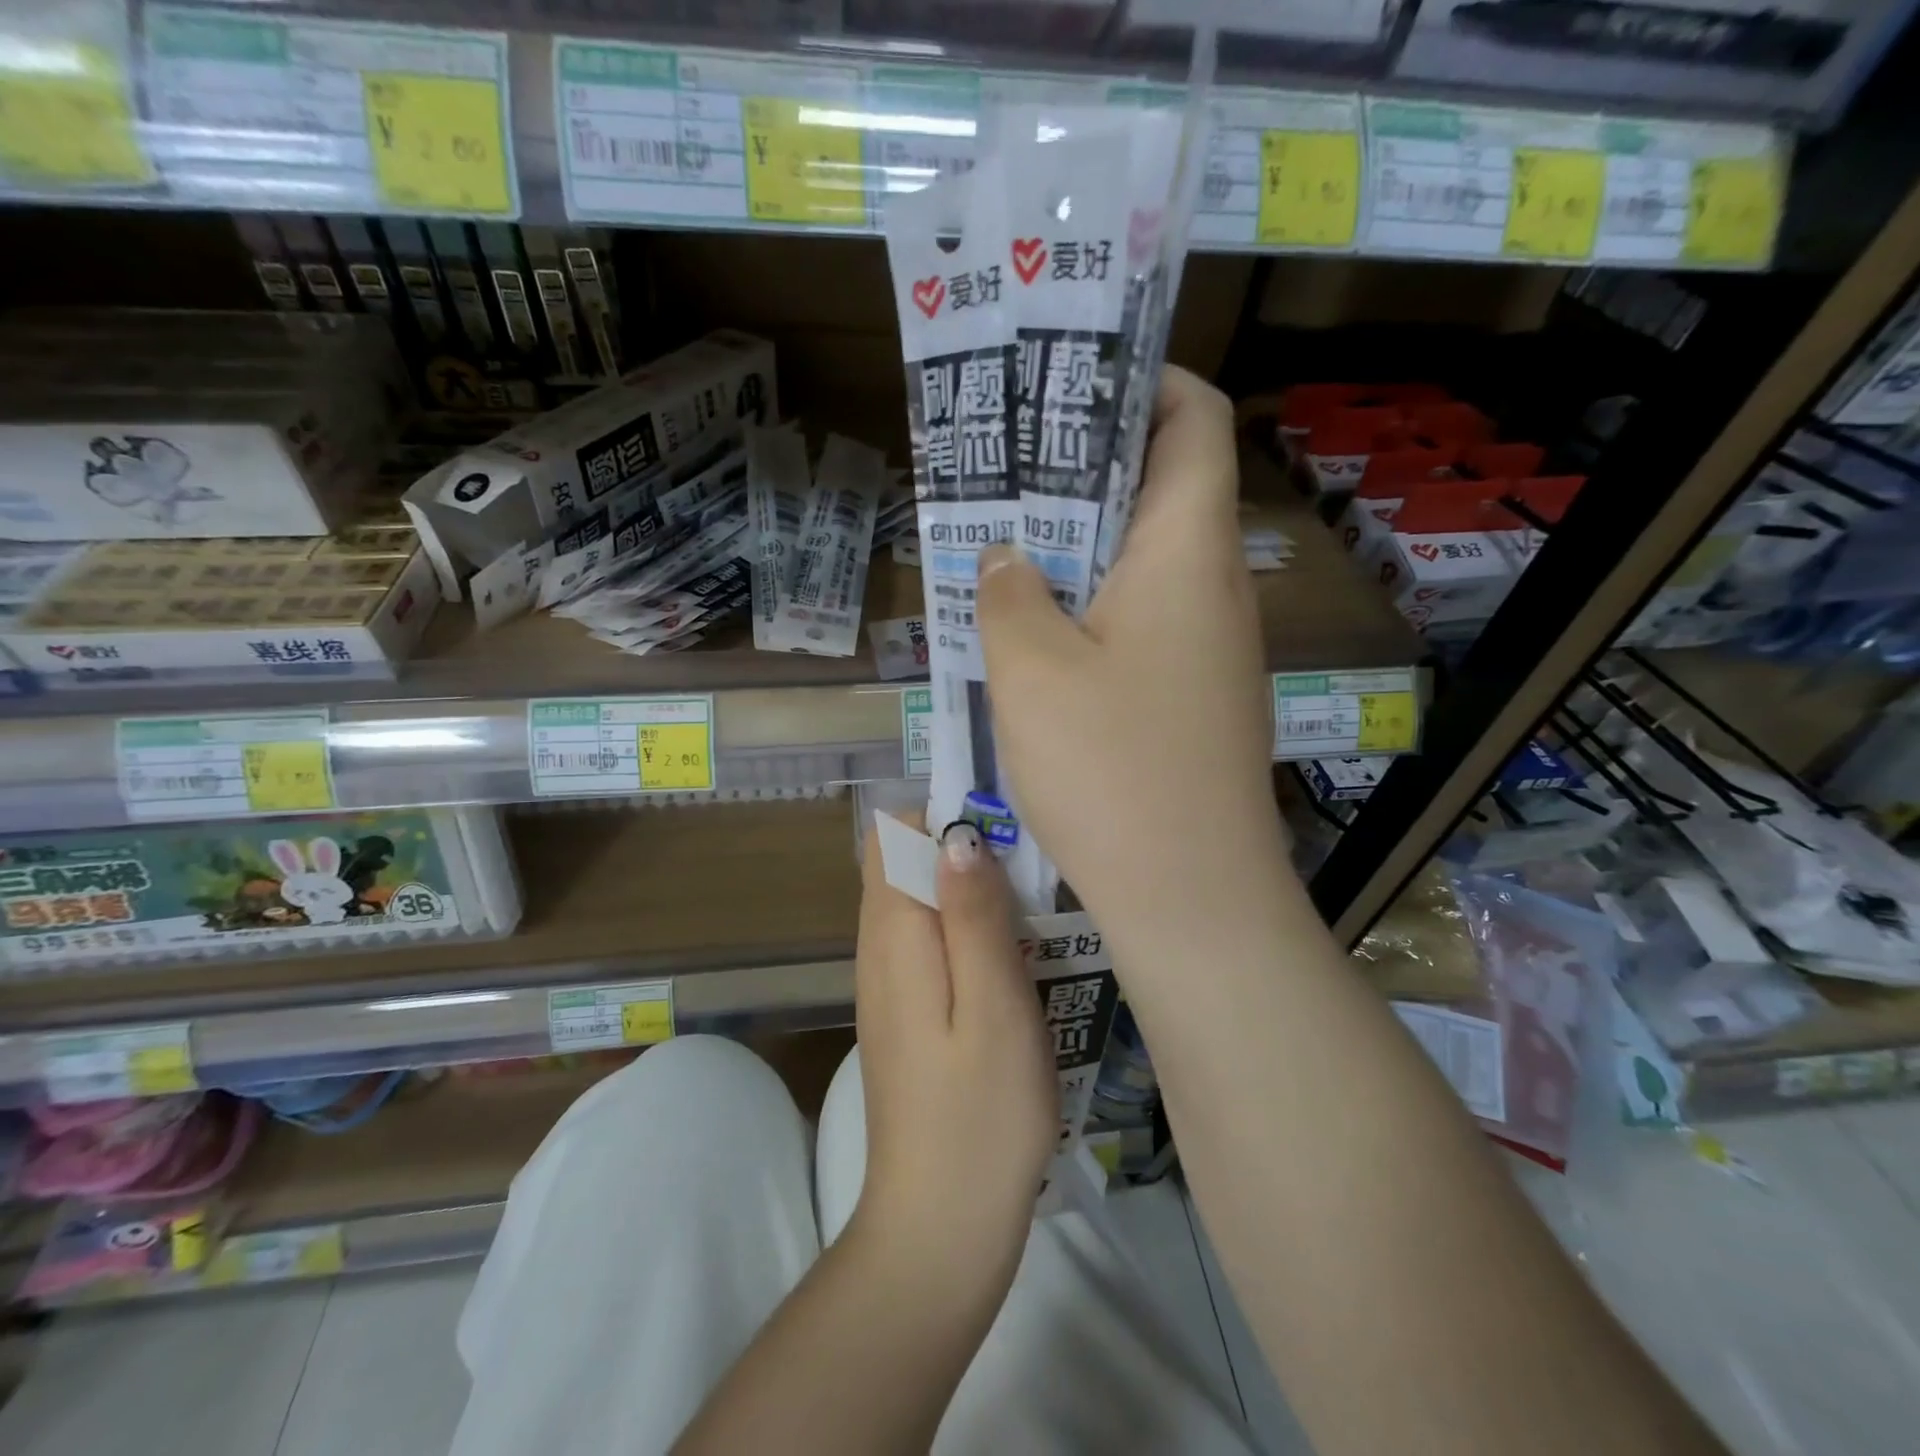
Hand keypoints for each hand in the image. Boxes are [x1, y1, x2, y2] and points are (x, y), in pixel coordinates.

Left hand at [852, 818, 1057, 1272]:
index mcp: (893, 936)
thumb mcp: (993, 1004)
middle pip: (905, 864)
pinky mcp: (908, 1013)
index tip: (1004, 829)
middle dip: (964, 852)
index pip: (892, 836)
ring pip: (921, 902)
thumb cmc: (979, 1114)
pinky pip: (930, 943)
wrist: (941, 1226)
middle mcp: (878, 949)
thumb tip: (956, 834)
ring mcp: (889, 983)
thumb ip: (972, 914)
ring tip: (1031, 917)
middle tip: (1030, 878)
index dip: (943, 816)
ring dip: (971, 894)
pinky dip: (967, 932)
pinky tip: (1012, 964)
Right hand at [976, 366, 1286, 964]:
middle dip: (1085, 469)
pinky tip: (1037, 642)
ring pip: (1145, 565)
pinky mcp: (1196, 697)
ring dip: (1080, 550)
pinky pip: (1144, 624)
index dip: (1142, 382)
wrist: (1192, 896)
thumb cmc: (1112, 768)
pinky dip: (1094, 611)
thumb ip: (1008, 595)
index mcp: (1187, 551)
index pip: (1193, 419)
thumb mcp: (1031, 670)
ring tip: (1005, 554)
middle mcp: (1214, 586)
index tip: (1068, 386)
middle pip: (1162, 489)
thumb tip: (1006, 559)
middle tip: (1006, 473)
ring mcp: (1212, 647)